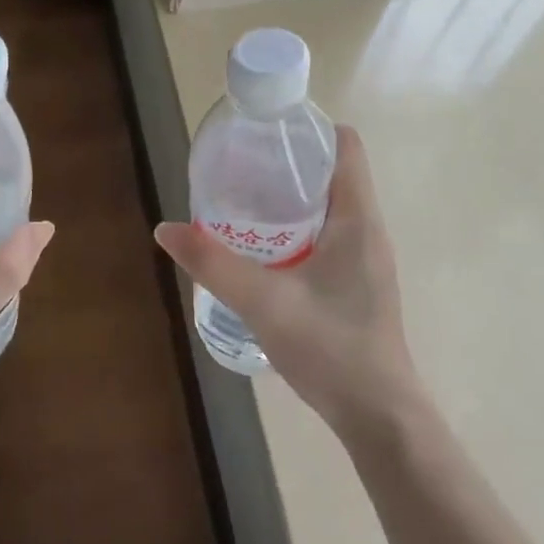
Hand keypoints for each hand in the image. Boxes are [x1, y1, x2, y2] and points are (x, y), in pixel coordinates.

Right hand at [154, 125, 422, 438]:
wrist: (378, 414)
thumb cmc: (331, 348)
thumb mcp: (263, 301)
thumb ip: (213, 263)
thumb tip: (165, 229)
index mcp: (357, 219)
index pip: (346, 148)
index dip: (308, 128)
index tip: (264, 129)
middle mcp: (366, 230)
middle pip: (331, 173)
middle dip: (286, 162)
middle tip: (237, 164)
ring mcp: (364, 259)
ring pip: (327, 207)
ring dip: (288, 197)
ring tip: (240, 200)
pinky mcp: (355, 283)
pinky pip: (326, 235)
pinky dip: (294, 228)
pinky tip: (260, 249)